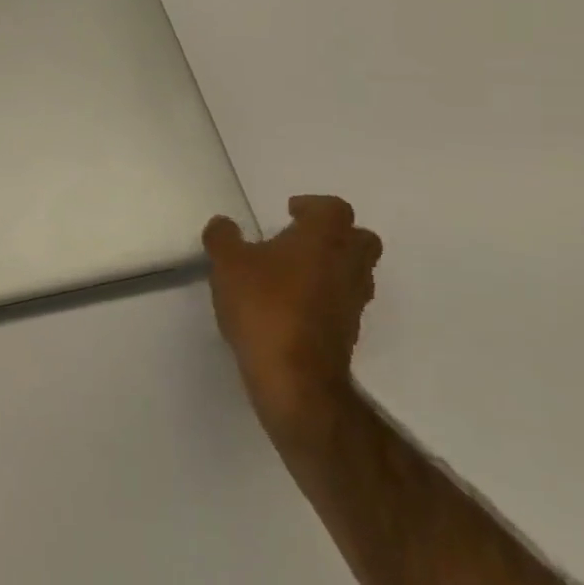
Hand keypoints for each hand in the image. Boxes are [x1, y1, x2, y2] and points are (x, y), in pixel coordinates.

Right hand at [204, 197, 381, 442]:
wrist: (295, 378)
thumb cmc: (264, 306)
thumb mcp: (227, 263)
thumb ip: (223, 237)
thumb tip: (224, 225)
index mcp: (323, 238)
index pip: (334, 208)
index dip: (312, 206)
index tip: (289, 212)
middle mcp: (347, 265)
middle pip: (360, 239)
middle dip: (335, 234)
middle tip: (300, 239)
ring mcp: (353, 301)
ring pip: (356, 272)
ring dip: (332, 266)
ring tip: (293, 273)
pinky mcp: (349, 333)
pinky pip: (343, 301)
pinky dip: (326, 297)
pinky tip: (293, 305)